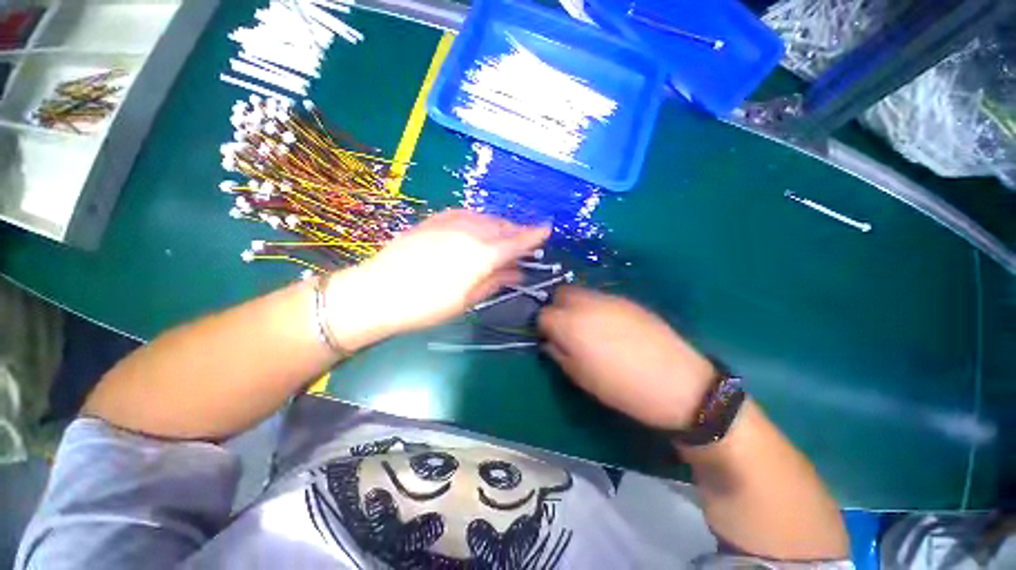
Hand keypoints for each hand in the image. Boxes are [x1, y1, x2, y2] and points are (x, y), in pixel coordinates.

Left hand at [325, 210, 548, 349]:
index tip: (547, 229)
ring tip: (503, 234)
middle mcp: (470, 233)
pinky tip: (478, 225)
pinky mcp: (434, 220)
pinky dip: (478, 219)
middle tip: (523, 240)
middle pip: (502, 227)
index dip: (534, 235)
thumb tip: (518, 272)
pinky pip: (464, 213)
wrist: (378, 292)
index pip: (516, 242)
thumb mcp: (467, 300)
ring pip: (485, 217)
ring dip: (499, 224)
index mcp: (482, 255)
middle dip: (517, 231)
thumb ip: (496, 281)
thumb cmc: (427, 305)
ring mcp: (450, 223)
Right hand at [539, 286, 715, 429]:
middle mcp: (586, 304)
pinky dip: (595, 306)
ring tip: (586, 326)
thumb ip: (559, 354)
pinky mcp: (627, 300)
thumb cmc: (622, 387)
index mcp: (570, 325)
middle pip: (560, 293)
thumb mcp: (581, 378)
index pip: (543, 314)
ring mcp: (608, 299)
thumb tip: (550, 341)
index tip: (550, 338)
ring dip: (575, 305)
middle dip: (557, 308)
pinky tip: (608, 324)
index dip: (543, 326)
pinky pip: (601, 296)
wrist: (677, 382)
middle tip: (565, 328)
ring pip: (580, 291)